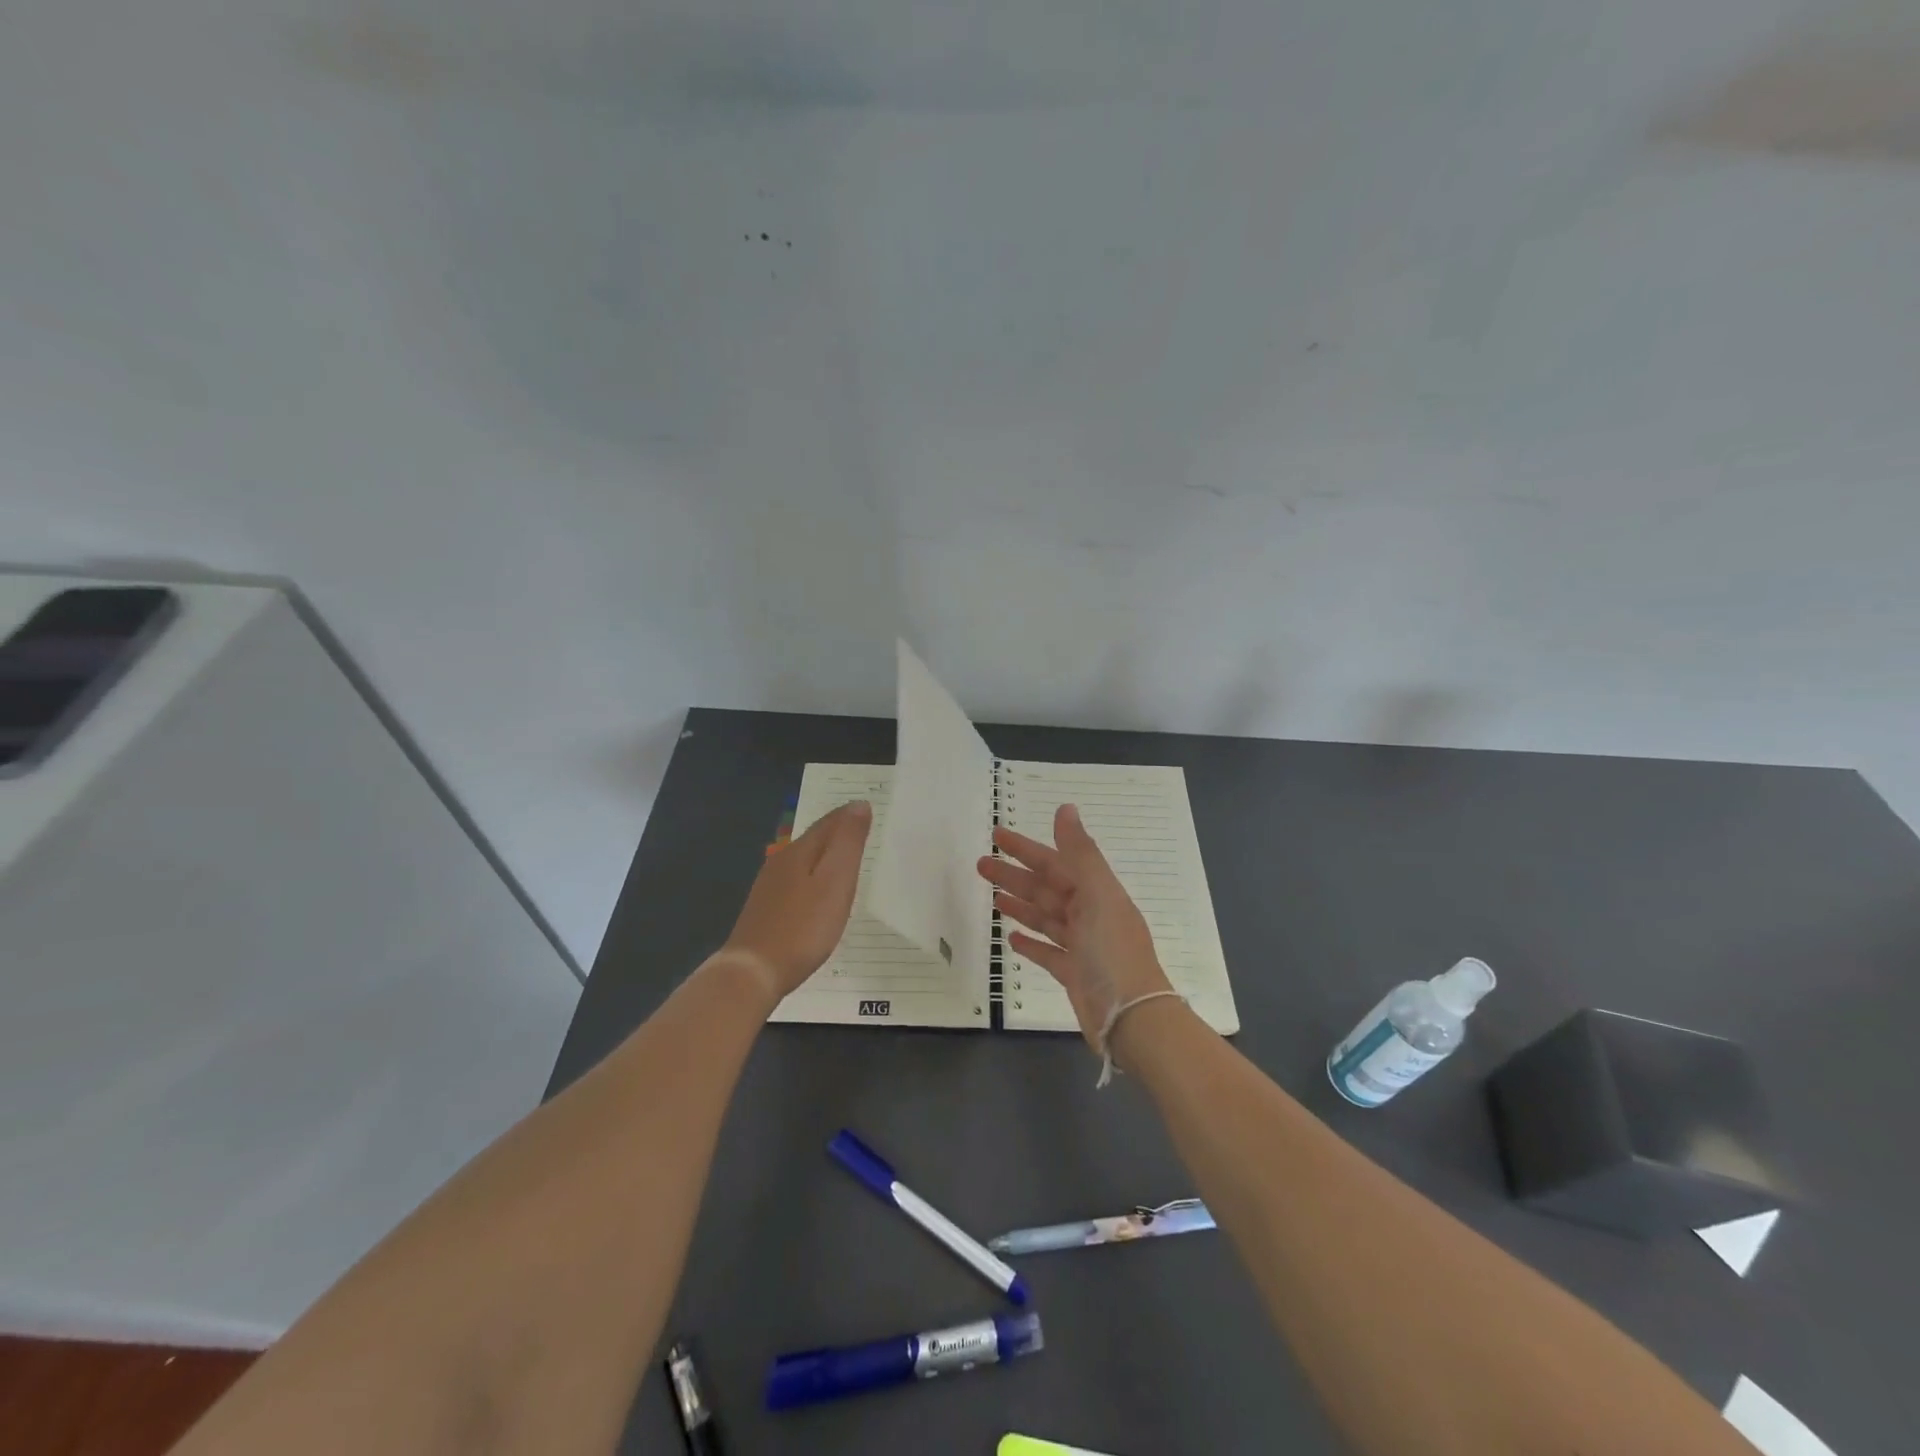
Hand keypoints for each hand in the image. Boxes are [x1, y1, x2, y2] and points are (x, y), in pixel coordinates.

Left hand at [720, 801, 871, 1003]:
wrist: (754, 972)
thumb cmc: (803, 926)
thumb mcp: (835, 881)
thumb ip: (848, 843)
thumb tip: (859, 804)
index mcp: (799, 851)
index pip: (829, 822)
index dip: (850, 815)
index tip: (870, 809)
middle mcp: (781, 861)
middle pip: (815, 838)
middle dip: (838, 831)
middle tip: (863, 828)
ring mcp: (770, 886)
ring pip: (804, 859)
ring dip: (826, 854)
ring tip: (847, 857)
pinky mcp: (766, 909)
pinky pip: (797, 880)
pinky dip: (814, 875)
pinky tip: (819, 890)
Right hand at [976, 803, 1171, 1050]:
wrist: (1132, 1018)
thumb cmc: (1113, 952)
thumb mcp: (1097, 896)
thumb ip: (1080, 853)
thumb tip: (1066, 808)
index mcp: (1097, 893)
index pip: (1056, 862)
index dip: (1026, 848)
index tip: (998, 835)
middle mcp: (1090, 916)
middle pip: (1047, 889)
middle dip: (1015, 875)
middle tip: (981, 865)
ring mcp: (1083, 947)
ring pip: (1046, 918)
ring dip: (1021, 905)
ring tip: (993, 897)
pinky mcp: (1074, 975)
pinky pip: (1049, 953)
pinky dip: (1031, 943)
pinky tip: (1011, 939)